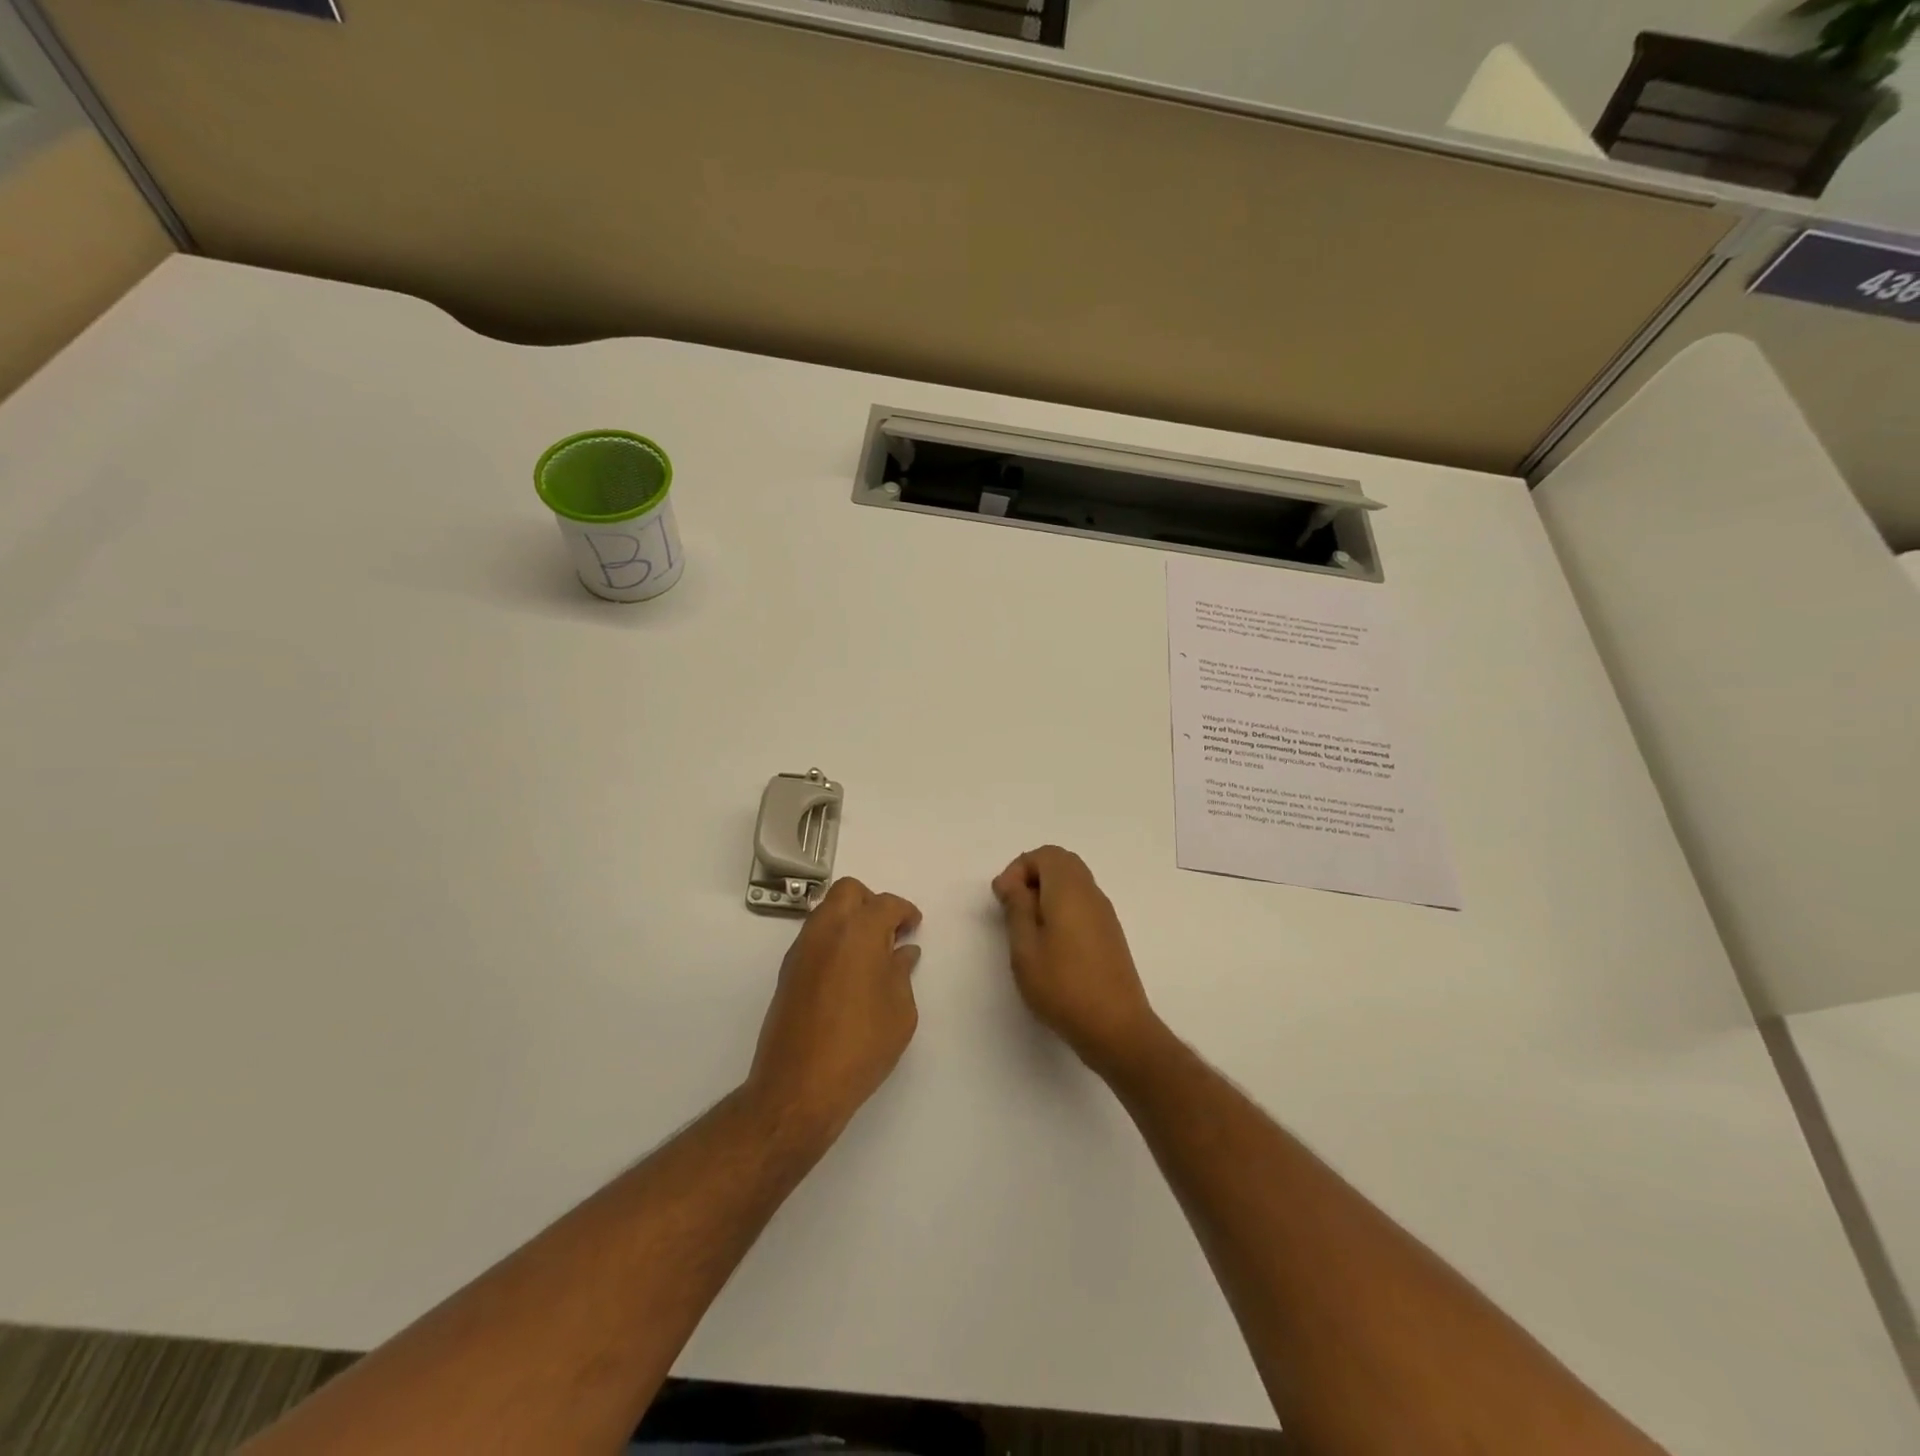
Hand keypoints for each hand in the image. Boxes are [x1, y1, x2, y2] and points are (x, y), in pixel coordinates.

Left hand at [747, 878, 922, 1141]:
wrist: (799, 1087)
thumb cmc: (861, 1046)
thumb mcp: (900, 1011)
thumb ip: (901, 973)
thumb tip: (902, 953)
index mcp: (859, 932)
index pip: (886, 904)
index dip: (905, 912)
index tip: (914, 927)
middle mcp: (826, 930)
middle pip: (849, 892)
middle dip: (872, 903)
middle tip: (890, 932)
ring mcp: (802, 949)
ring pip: (827, 911)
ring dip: (850, 920)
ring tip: (871, 955)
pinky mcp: (788, 972)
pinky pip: (815, 937)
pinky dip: (834, 941)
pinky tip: (849, 973)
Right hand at [991, 846, 1164, 1078]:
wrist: (1116, 1028)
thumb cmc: (1063, 986)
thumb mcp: (1025, 948)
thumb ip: (1017, 908)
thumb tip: (1014, 883)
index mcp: (1070, 890)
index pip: (1045, 854)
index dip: (1018, 869)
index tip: (1003, 899)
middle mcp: (1091, 893)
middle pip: (1062, 863)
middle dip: (1032, 876)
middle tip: (1012, 907)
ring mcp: (1105, 914)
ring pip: (1074, 883)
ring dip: (1047, 893)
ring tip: (1027, 927)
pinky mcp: (1110, 934)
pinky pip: (1083, 903)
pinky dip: (1062, 907)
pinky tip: (1050, 943)